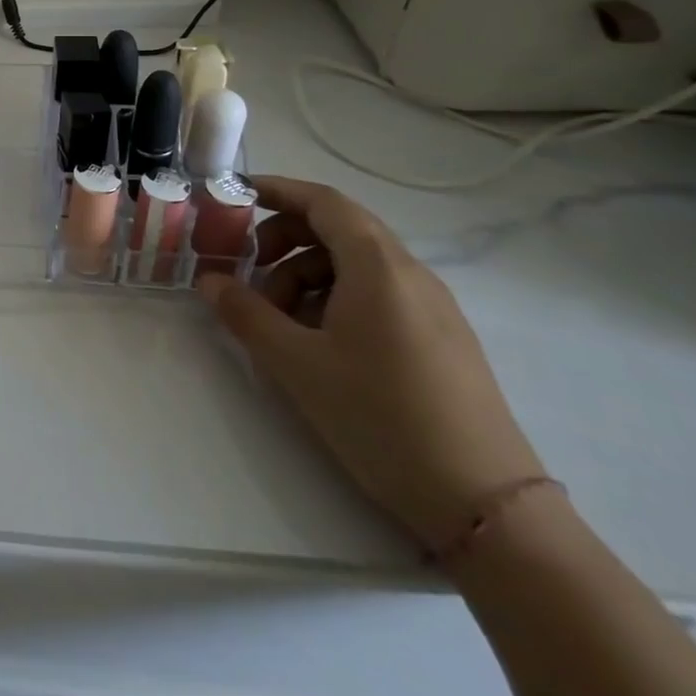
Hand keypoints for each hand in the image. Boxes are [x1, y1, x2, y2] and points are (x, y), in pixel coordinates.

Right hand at [197, 176, 544, 550]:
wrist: (486, 505)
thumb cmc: (381, 417)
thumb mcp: (296, 364)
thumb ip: (245, 313)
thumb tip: (210, 280)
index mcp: (379, 267)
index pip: (323, 201)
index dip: (277, 190)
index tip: (234, 196)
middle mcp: (411, 275)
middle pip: (338, 229)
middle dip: (284, 239)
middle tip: (248, 269)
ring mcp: (432, 308)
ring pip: (355, 265)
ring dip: (306, 274)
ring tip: (279, 320)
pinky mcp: (441, 339)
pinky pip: (377, 294)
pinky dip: (335, 298)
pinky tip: (318, 342)